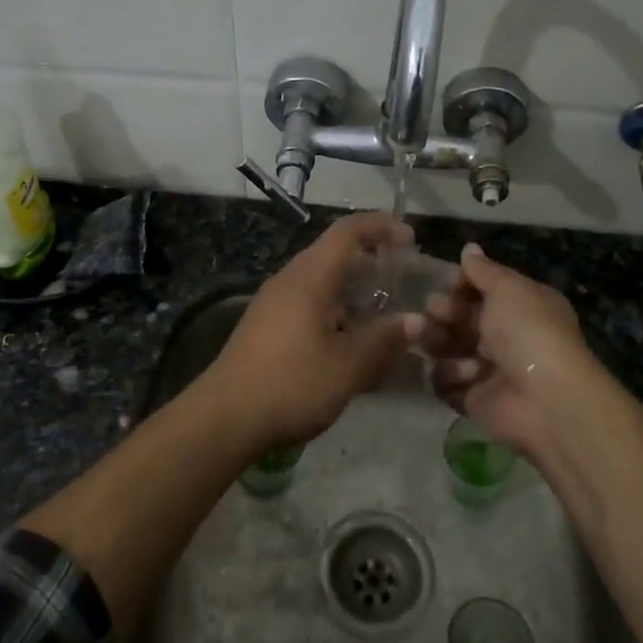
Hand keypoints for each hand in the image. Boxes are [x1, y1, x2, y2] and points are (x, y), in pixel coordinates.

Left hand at [200, 211, 414, 448]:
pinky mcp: (266, 325)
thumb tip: (417, 320)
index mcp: (310, 276)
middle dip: (371, 262)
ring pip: (321, 282)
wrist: (225, 417)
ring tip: (384, 315)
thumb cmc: (291, 383)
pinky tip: (350, 342)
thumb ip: (384, 340)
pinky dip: (336, 311)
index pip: (348, 231)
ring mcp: (274, 303)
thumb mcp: (348, 366)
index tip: (411, 240)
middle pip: (334, 254)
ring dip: (354, 291)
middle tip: (404, 282)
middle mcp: (289, 280)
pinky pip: (308, 303)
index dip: (381, 226)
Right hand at [415, 243, 621, 452]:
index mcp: (519, 306)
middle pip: (458, 317)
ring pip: (445, 347)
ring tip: (442, 344)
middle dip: (443, 312)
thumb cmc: (529, 333)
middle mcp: (504, 335)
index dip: (461, 284)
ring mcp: (487, 368)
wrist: (545, 399)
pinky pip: (444, 381)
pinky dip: (449, 376)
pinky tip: (465, 375)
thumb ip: (484, 270)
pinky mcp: (472, 398)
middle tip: (436, 312)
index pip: (481, 289)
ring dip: (440, 342)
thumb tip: (469, 248)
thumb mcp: (509, 289)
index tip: (447, 282)